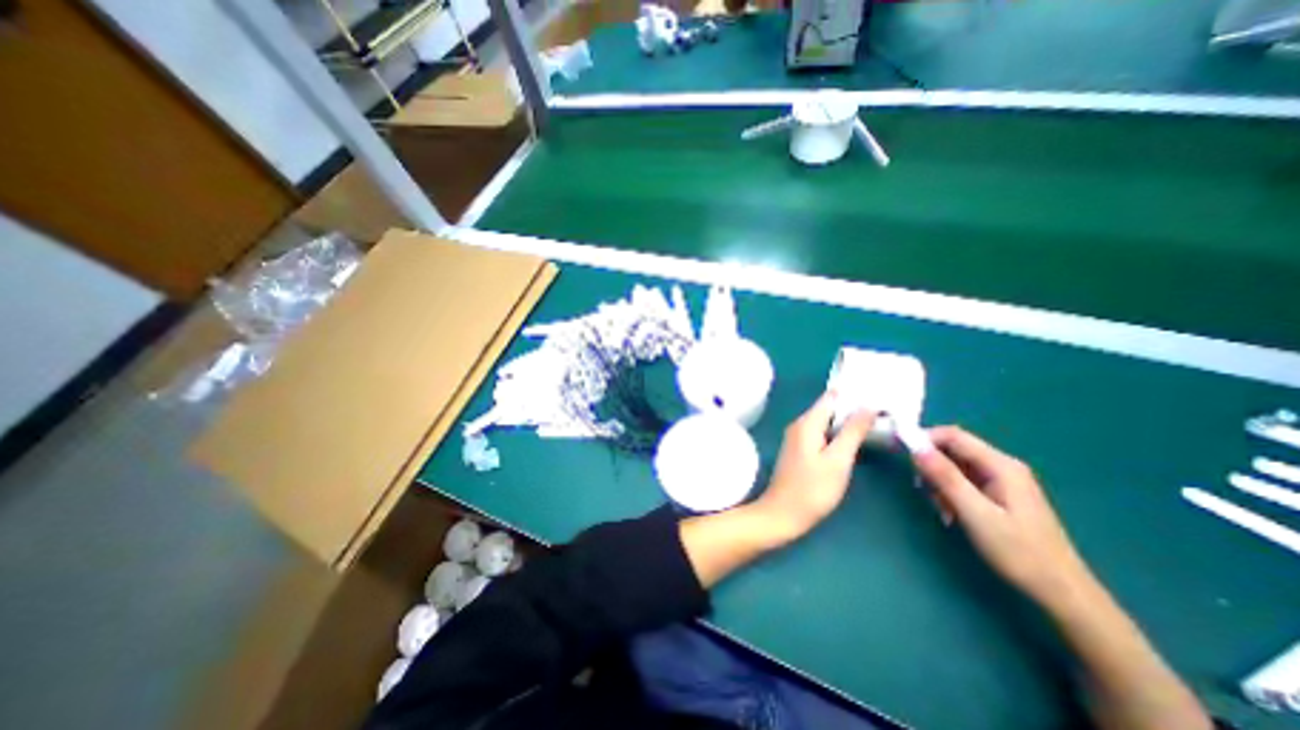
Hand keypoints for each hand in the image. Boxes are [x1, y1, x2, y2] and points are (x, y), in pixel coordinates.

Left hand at [751, 392, 871, 542]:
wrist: (783, 514)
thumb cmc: (813, 489)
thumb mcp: (838, 460)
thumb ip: (852, 431)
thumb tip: (868, 406)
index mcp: (807, 422)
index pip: (831, 397)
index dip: (853, 394)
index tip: (878, 393)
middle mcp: (799, 424)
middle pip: (828, 408)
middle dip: (853, 408)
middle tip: (883, 410)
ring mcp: (798, 437)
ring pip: (825, 422)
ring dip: (846, 422)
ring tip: (875, 423)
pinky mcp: (800, 450)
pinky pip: (821, 434)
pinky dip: (837, 434)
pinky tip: (853, 440)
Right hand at [912, 429, 1095, 603]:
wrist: (1062, 592)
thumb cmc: (1018, 552)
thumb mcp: (975, 514)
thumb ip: (945, 477)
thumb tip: (916, 448)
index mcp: (1001, 465)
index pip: (953, 436)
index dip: (924, 439)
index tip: (902, 454)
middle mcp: (1002, 466)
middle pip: (954, 449)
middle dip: (932, 465)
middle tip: (922, 489)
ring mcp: (1003, 480)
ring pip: (956, 466)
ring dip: (940, 481)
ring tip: (941, 508)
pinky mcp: (1000, 494)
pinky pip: (965, 481)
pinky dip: (951, 492)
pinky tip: (952, 513)